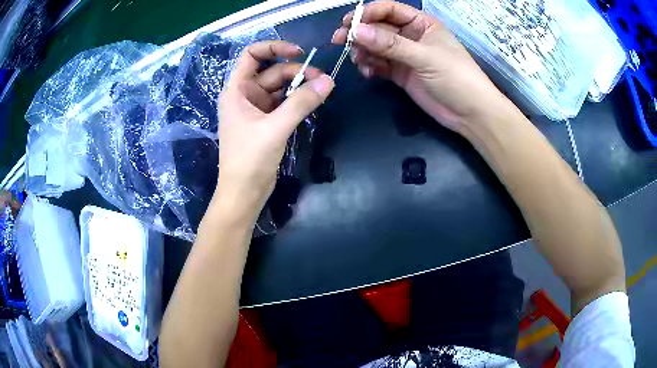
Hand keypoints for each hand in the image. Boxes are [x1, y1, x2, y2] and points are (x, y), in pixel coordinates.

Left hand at [217, 41, 333, 210]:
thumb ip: (301, 103)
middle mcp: (245, 95)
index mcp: (237, 90)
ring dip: (300, 87)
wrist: (244, 193)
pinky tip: (313, 102)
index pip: (252, 55)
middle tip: (323, 80)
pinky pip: (284, 103)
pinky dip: (298, 101)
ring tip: (323, 90)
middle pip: (273, 71)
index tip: (299, 52)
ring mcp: (256, 108)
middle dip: (297, 72)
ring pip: (281, 87)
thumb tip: (329, 81)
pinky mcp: (267, 121)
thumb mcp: (275, 128)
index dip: (274, 47)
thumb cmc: (249, 159)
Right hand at [332, 1, 508, 132]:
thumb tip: (356, 31)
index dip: (369, 13)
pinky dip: (370, 66)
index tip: (349, 23)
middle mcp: (411, 36)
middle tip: (339, 41)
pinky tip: (368, 72)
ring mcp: (405, 55)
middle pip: (378, 28)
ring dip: (363, 51)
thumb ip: (390, 44)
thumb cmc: (456, 77)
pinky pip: (379, 64)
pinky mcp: (401, 74)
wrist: (470, 114)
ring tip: (358, 60)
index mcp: (421, 23)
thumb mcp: (424, 56)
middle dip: (360, 33)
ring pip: (375, 47)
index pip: (389, 10)